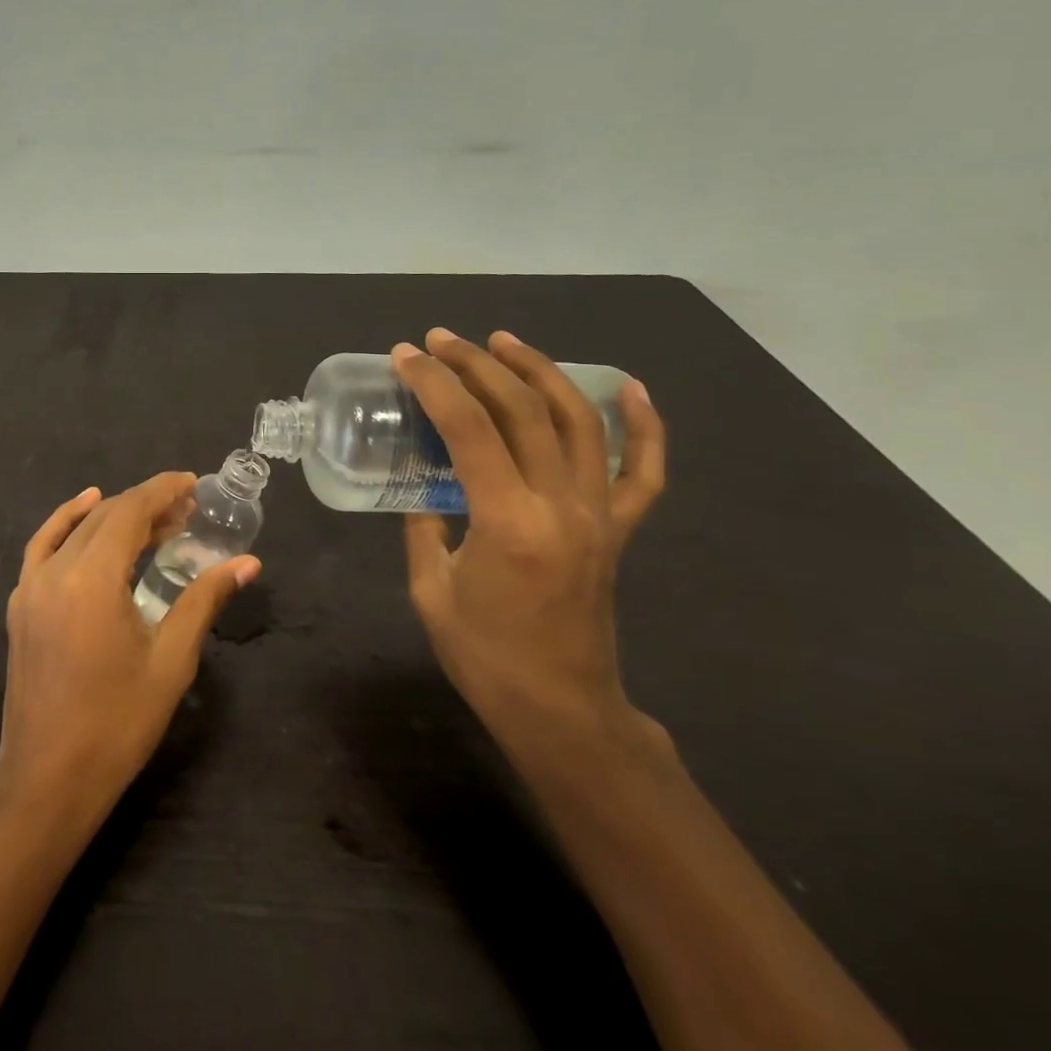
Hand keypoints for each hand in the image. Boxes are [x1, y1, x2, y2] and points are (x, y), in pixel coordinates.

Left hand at [0, 473, 260, 814]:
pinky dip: (67, 522)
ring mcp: (30, 586)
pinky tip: (85, 512)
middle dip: (147, 505)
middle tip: (187, 511)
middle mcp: (56, 570)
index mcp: (92, 579)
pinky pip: (43, 546)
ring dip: (114, 515)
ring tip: (154, 519)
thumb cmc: (117, 723)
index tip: (192, 483)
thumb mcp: (171, 660)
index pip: (130, 512)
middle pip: (105, 516)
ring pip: (76, 529)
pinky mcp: (20, 605)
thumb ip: (204, 600)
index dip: (163, 491)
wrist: (47, 778)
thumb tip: (247, 563)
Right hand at [393, 328, 665, 738]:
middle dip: (477, 364)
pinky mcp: (618, 529)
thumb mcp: (430, 590)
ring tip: (505, 342)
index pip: (469, 428)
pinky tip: (629, 388)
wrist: (561, 709)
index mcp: (508, 522)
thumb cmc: (485, 657)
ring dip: (540, 372)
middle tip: (441, 340)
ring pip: (579, 421)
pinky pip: (644, 470)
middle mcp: (561, 505)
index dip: (434, 383)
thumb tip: (421, 488)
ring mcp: (598, 514)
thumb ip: (424, 528)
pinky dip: (643, 425)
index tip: (406, 356)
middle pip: (523, 410)